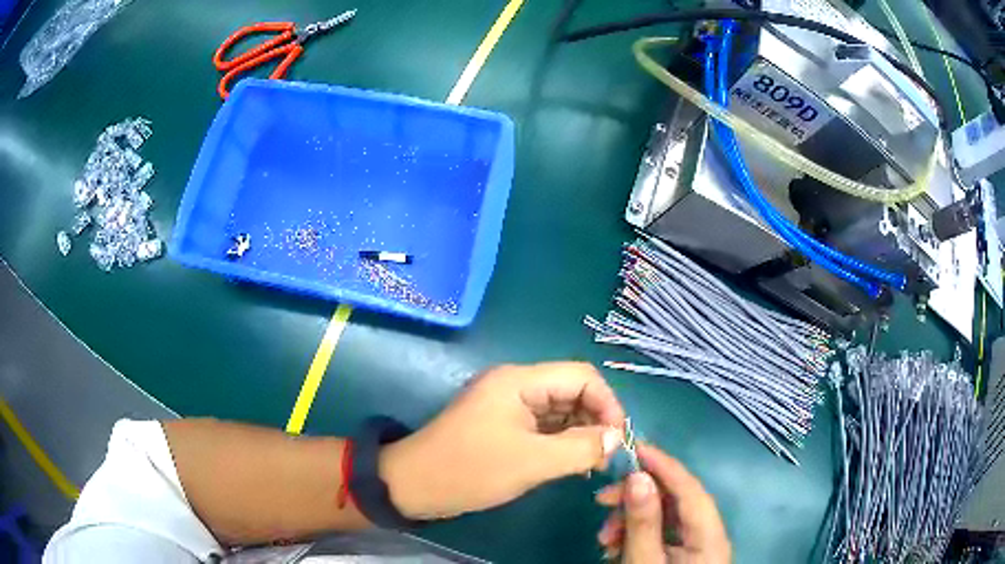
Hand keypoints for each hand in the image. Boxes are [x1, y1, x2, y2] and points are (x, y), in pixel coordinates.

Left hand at [378, 362, 625, 519]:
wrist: (413, 485)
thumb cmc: (470, 470)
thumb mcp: (531, 462)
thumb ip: (580, 449)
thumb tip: (615, 439)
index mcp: (520, 380)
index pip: (582, 376)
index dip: (608, 404)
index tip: (617, 439)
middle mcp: (515, 384)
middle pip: (572, 391)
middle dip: (595, 420)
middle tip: (607, 457)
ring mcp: (507, 404)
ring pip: (559, 409)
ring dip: (580, 433)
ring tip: (593, 464)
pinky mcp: (502, 423)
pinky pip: (543, 425)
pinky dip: (562, 441)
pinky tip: (572, 463)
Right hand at [595, 444, 729, 562]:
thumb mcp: (644, 563)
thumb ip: (643, 523)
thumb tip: (637, 476)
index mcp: (710, 536)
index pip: (691, 489)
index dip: (664, 464)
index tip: (632, 448)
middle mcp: (708, 534)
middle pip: (677, 500)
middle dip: (637, 496)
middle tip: (601, 500)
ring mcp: (695, 545)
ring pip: (665, 515)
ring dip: (631, 518)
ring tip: (604, 537)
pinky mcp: (681, 553)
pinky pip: (659, 532)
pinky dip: (635, 532)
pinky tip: (614, 545)